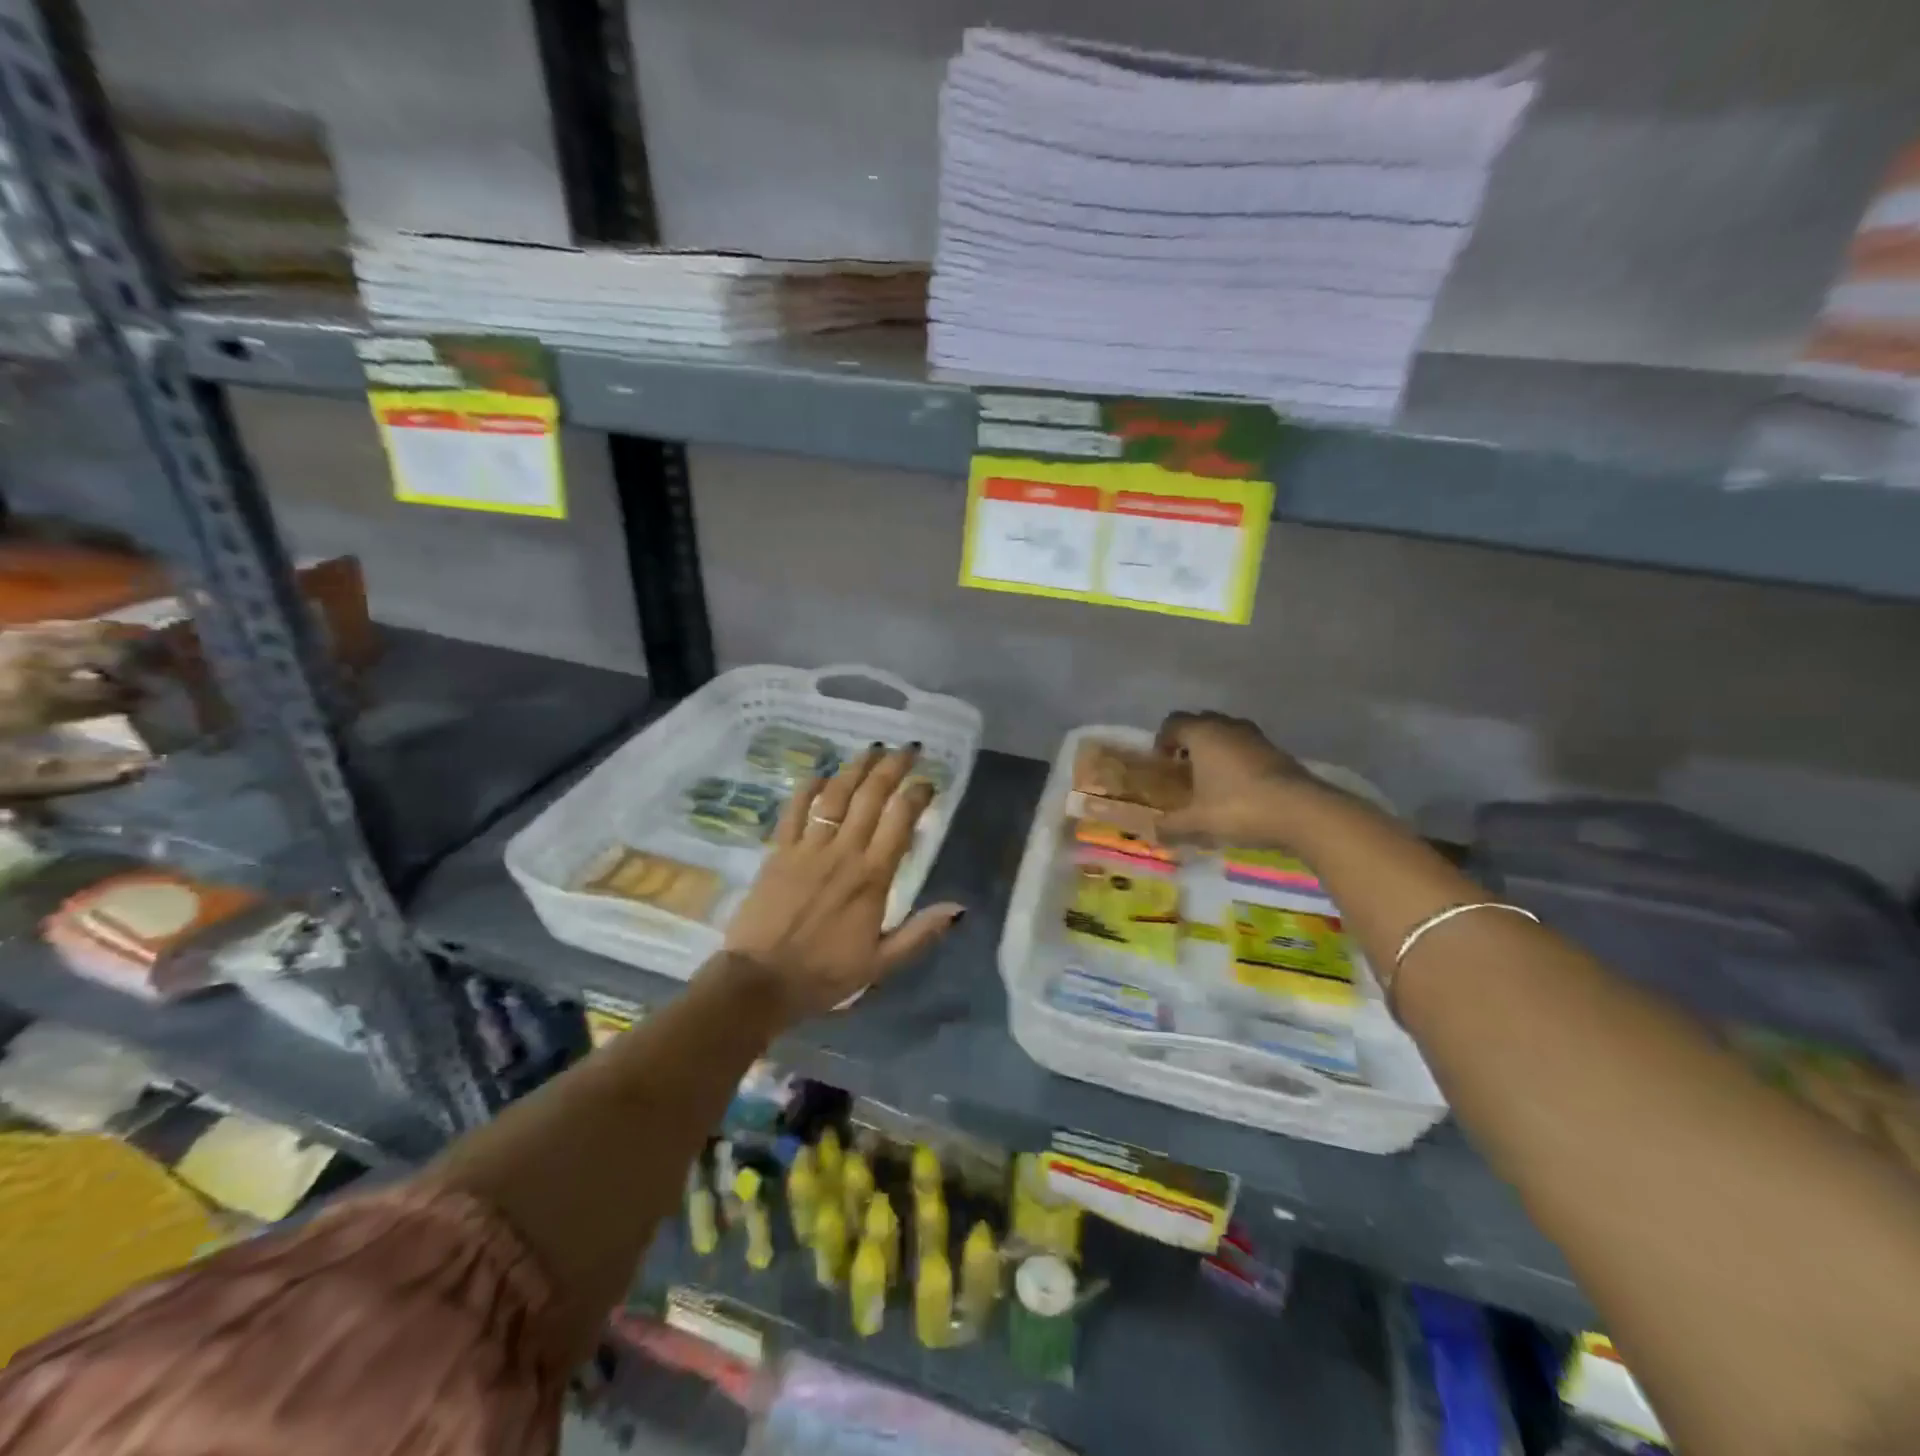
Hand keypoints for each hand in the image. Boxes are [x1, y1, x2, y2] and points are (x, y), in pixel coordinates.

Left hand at [719, 743, 964, 1021]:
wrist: (759, 982)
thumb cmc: (824, 974)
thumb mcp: (881, 963)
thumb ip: (921, 933)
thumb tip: (960, 908)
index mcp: (872, 877)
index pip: (901, 821)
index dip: (917, 795)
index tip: (929, 782)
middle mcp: (843, 852)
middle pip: (871, 796)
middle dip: (892, 768)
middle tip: (908, 749)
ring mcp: (807, 848)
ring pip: (836, 795)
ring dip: (856, 768)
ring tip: (872, 750)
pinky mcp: (778, 851)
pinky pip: (795, 810)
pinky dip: (808, 788)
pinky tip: (820, 774)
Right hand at [1153, 710, 1322, 847]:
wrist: (1301, 811)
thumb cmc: (1239, 807)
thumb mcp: (1198, 821)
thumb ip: (1172, 825)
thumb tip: (1155, 832)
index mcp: (1203, 734)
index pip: (1173, 723)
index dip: (1162, 740)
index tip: (1161, 762)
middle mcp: (1228, 726)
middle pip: (1201, 722)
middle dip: (1188, 741)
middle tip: (1184, 767)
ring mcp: (1256, 737)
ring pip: (1227, 733)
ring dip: (1215, 749)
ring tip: (1211, 777)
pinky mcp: (1277, 751)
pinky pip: (1247, 747)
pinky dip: (1237, 759)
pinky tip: (1238, 787)